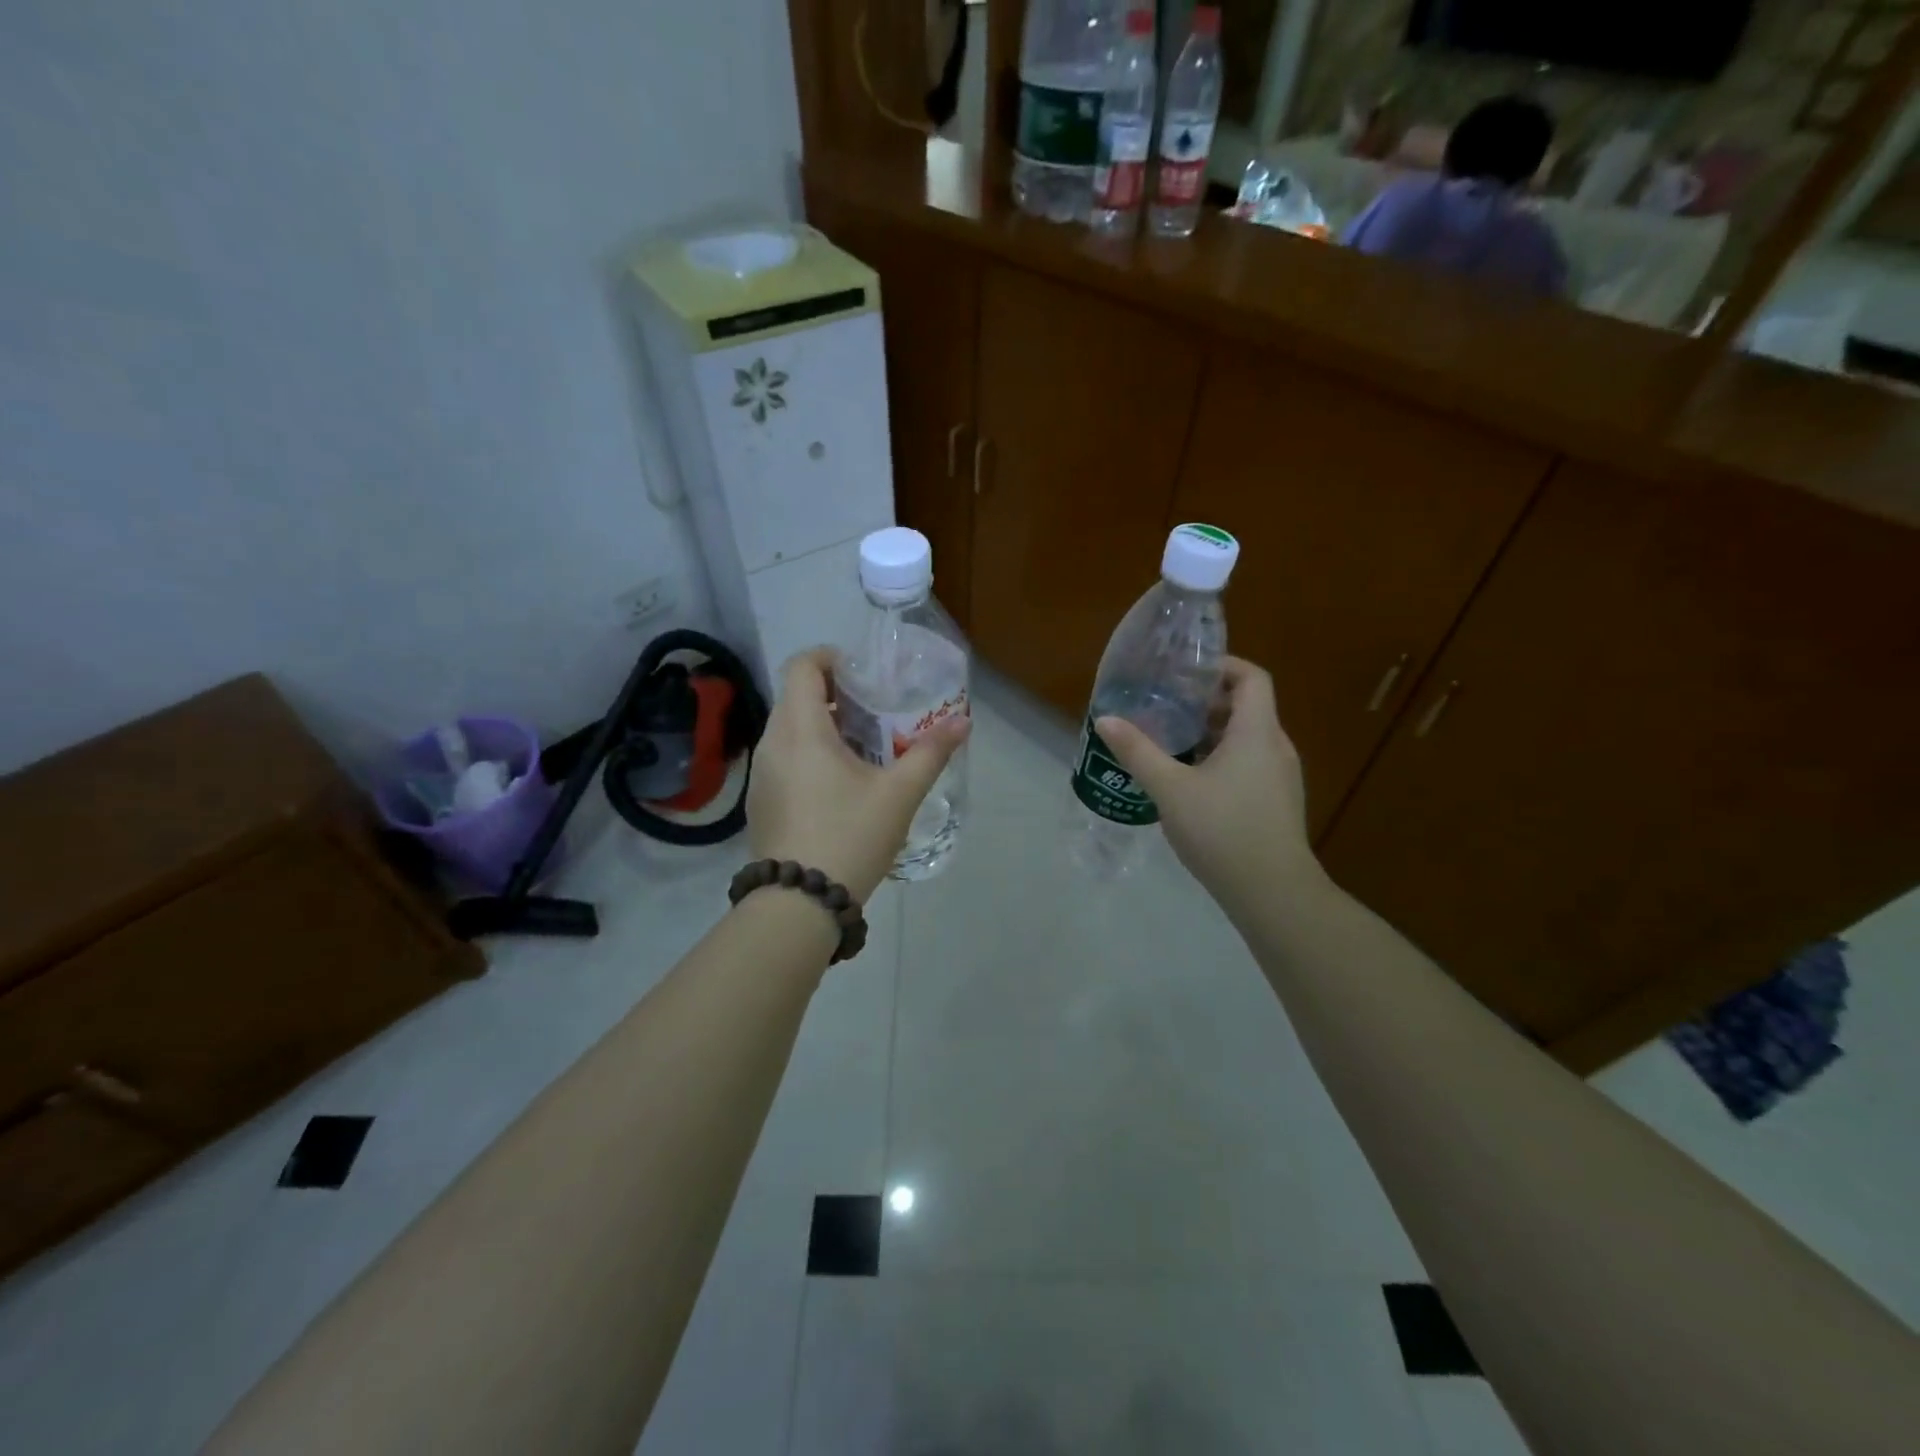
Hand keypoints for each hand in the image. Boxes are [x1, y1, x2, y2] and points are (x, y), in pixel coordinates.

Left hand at [747, 648, 969, 901]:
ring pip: (789, 729)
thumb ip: (930, 752)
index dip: (831, 658)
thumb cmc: (850, 836)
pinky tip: (838, 785)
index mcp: (801, 729)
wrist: (799, 903)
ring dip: (822, 726)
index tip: (863, 674)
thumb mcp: (899, 794)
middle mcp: (772, 742)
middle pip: (797, 696)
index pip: (801, 666)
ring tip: (862, 749)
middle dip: (835, 694)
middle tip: (874, 712)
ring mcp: (760, 774)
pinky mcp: (759, 801)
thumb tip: (963, 721)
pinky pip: (783, 758)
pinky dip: (809, 754)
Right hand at [1096, 658, 1320, 912]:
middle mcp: (1276, 747)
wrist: (1272, 892)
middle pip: (1247, 706)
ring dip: (1212, 732)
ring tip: (1171, 741)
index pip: (1251, 677)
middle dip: (1206, 702)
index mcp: (1257, 732)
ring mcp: (1281, 776)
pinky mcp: (1277, 801)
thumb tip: (1105, 719)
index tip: (1184, 674)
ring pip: (1247, 738)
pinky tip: (1190, 781)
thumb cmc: (1222, 830)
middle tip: (1166, 706)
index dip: (1221, 667)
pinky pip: (1249, 763)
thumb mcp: (1170, 789)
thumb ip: (1137, 751)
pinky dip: (1221, 758)